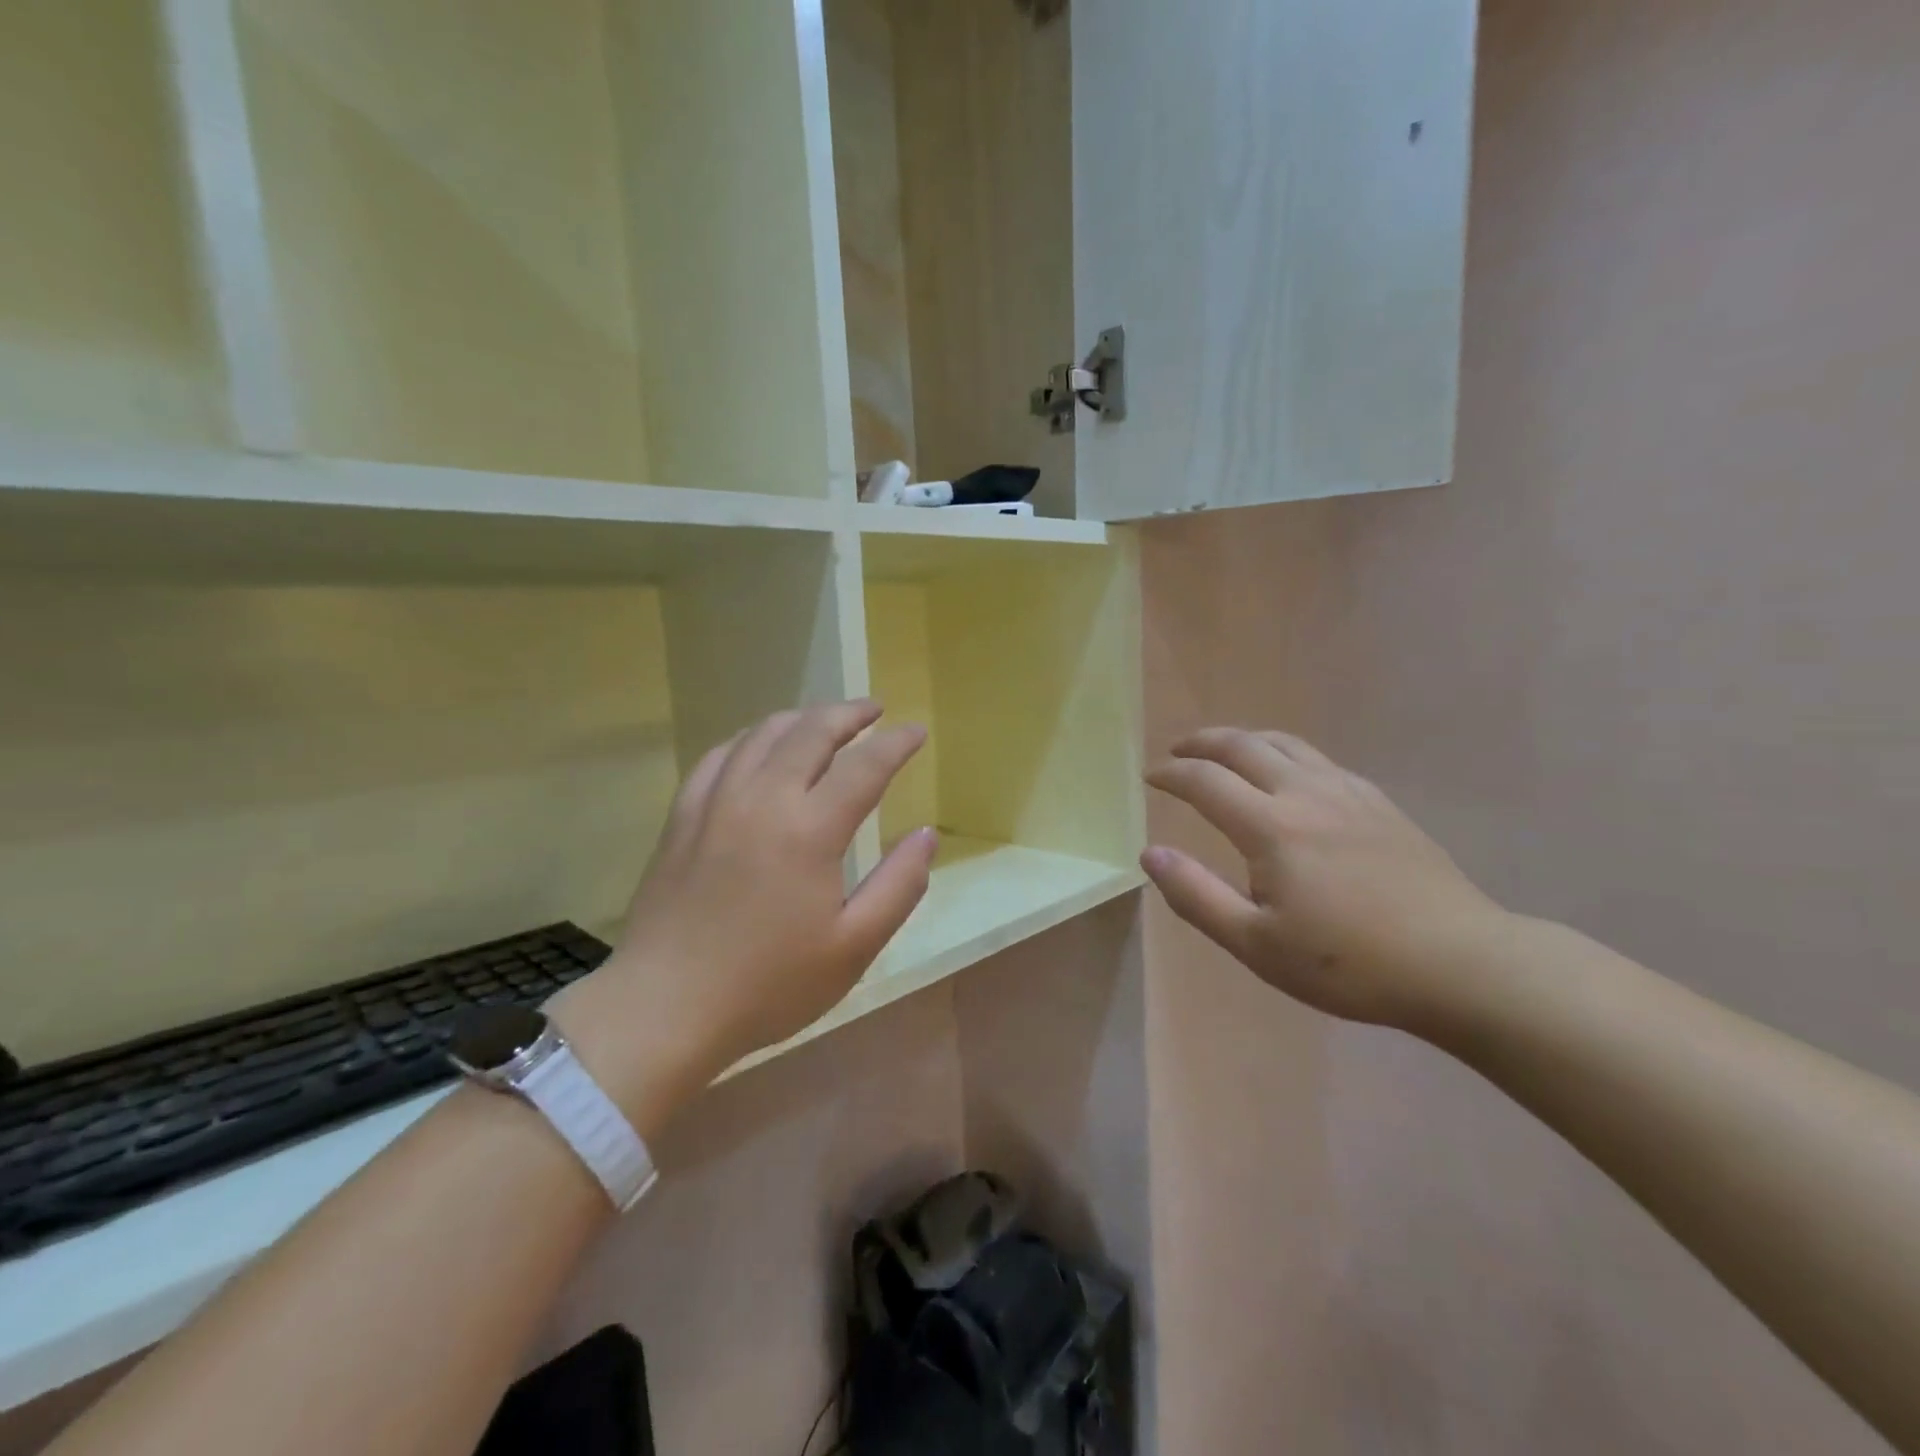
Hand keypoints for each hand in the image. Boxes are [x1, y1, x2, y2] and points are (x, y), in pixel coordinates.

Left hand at [551, 700, 933, 1129]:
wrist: (666, 1006)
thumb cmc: (770, 984)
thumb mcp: (853, 947)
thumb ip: (899, 886)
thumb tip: (926, 835)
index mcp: (810, 830)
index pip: (865, 765)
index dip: (897, 743)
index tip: (917, 730)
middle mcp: (763, 798)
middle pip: (812, 731)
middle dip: (850, 713)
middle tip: (875, 710)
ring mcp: (716, 802)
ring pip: (764, 733)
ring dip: (802, 718)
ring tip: (825, 722)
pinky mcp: (683, 816)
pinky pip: (721, 755)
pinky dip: (752, 739)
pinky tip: (760, 747)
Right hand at [1142, 728, 1507, 1030]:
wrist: (1461, 964)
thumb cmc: (1349, 963)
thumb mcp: (1256, 944)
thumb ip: (1196, 896)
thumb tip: (1152, 853)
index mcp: (1271, 826)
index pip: (1205, 781)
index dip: (1171, 775)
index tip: (1150, 778)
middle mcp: (1306, 793)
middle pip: (1244, 745)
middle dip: (1202, 742)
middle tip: (1178, 751)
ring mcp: (1349, 793)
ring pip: (1286, 743)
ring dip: (1245, 740)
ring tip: (1225, 752)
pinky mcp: (1380, 803)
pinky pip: (1320, 760)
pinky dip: (1286, 754)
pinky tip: (1289, 778)